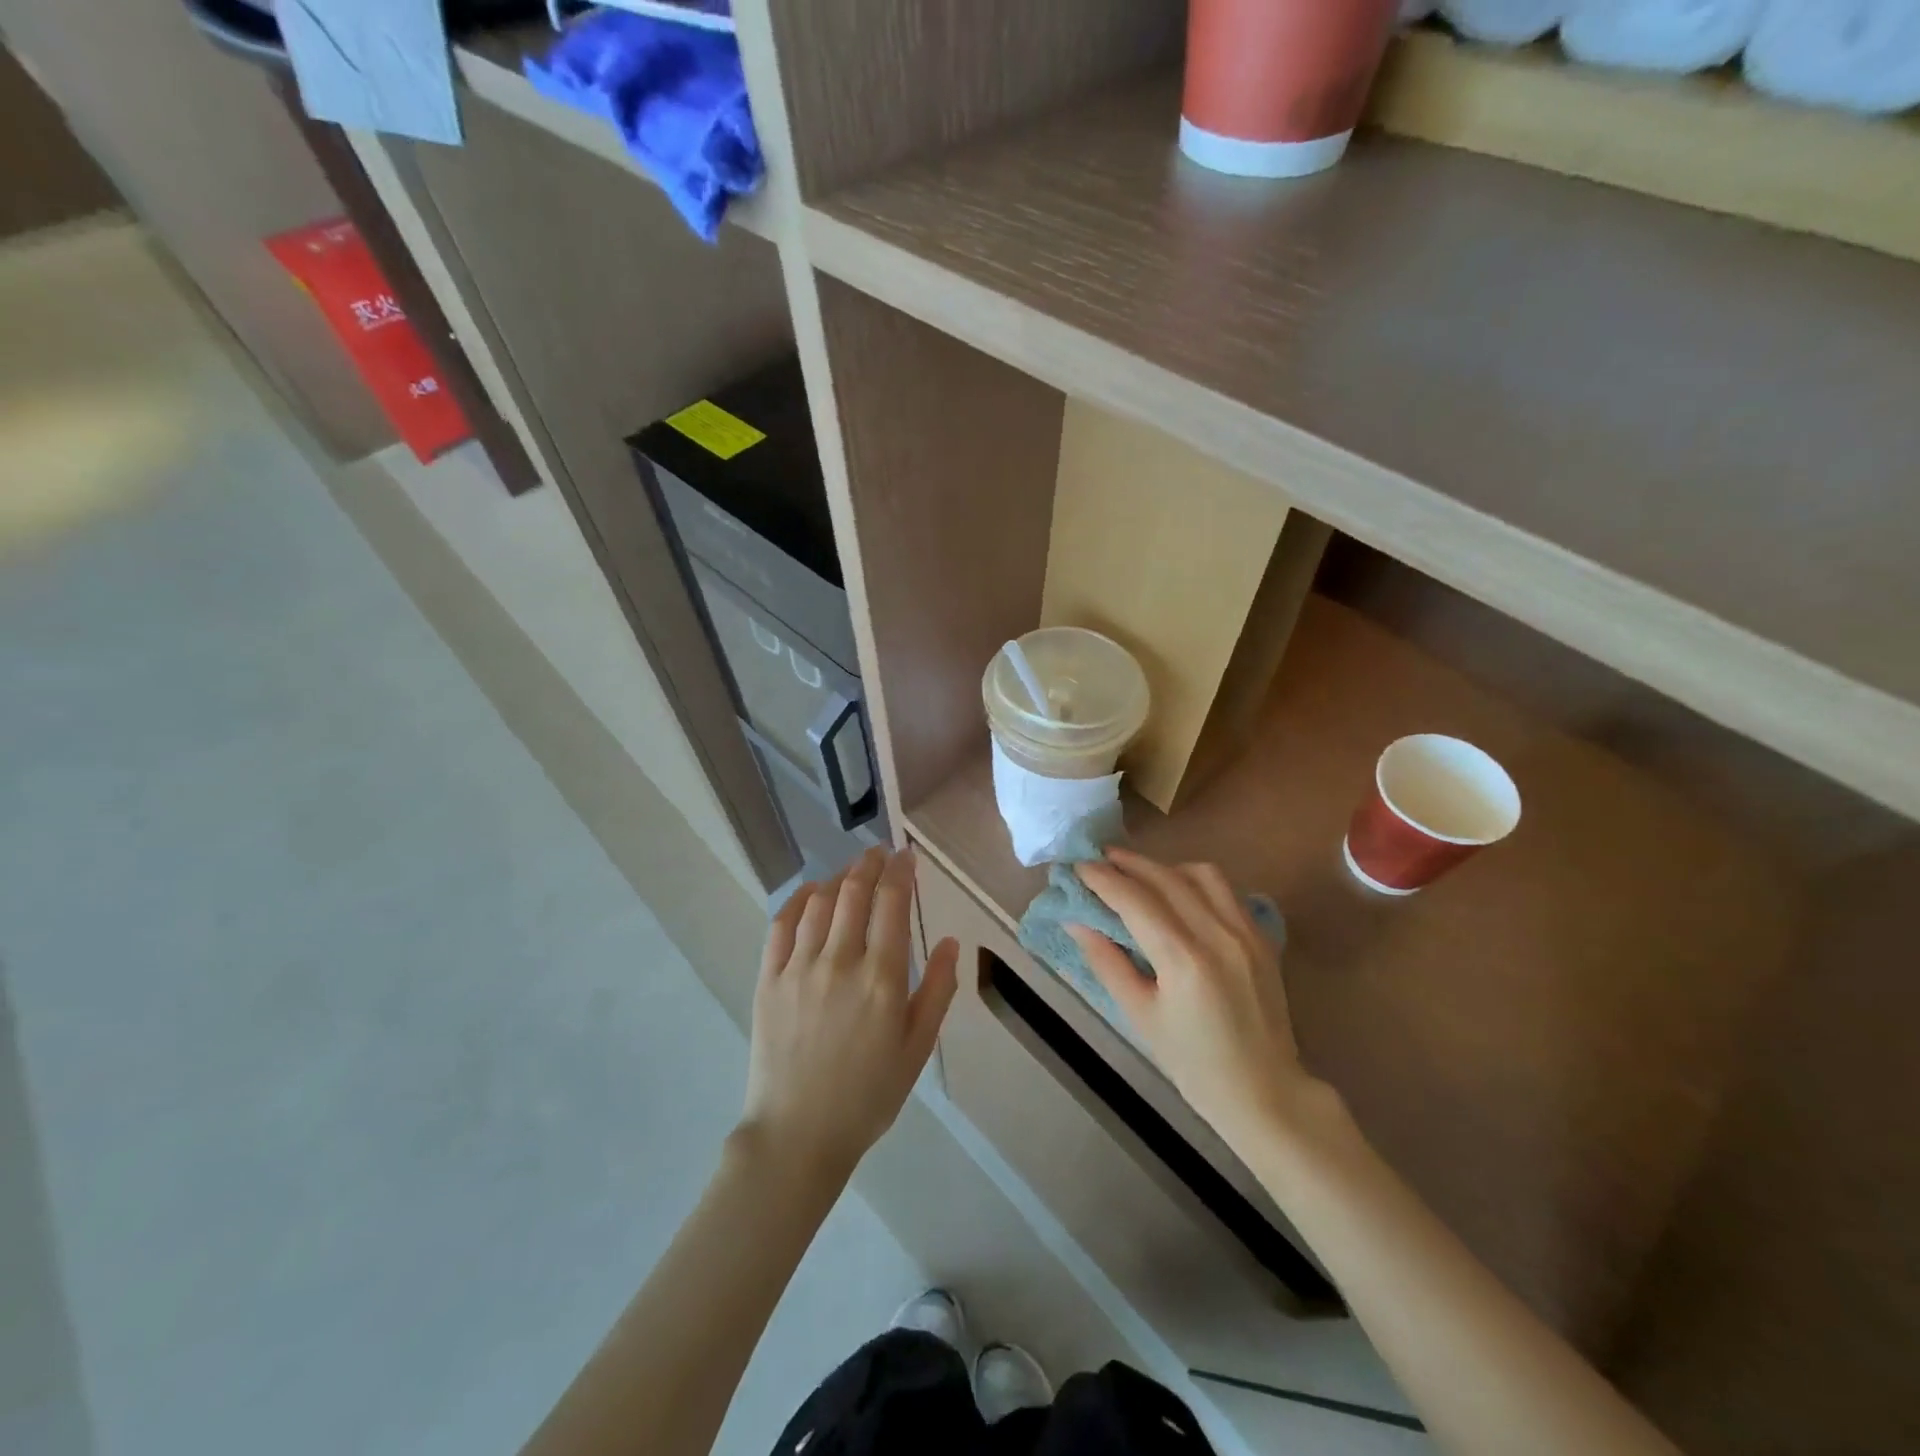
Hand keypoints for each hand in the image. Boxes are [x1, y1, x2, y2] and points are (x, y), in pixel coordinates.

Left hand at [740, 846, 958, 1183]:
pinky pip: (782, 924)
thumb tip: (953, 942)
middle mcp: (840, 962)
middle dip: (870, 865)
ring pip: (820, 902)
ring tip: (851, 871)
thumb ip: (937, 991)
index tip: (906, 856)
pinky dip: (798, 899)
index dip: (900, 872)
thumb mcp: (917, 1049)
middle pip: (854, 893)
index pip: (892, 904)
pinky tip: (811, 892)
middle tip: (880, 854)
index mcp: (881, 979)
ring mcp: (799, 968)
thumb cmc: (868, 1095)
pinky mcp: (768, 979)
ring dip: (838, 877)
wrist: (798, 1134)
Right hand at [1068, 847, 1320, 1152]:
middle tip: (1100, 858)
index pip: (1135, 901)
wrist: (1264, 1092)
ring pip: (1201, 874)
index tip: (1079, 867)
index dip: (1103, 879)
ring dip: (1164, 866)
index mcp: (1185, 961)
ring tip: (1139, 873)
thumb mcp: (1139, 1016)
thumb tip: (1076, 921)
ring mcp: (1246, 933)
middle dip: (1129, 863)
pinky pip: (1225, 891)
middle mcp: (1218, 935)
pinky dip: (1195, 880)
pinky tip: (1178, 891)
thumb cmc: (1193, 1064)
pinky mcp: (1261, 937)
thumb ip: (1107, 962)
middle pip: (1166, 878)